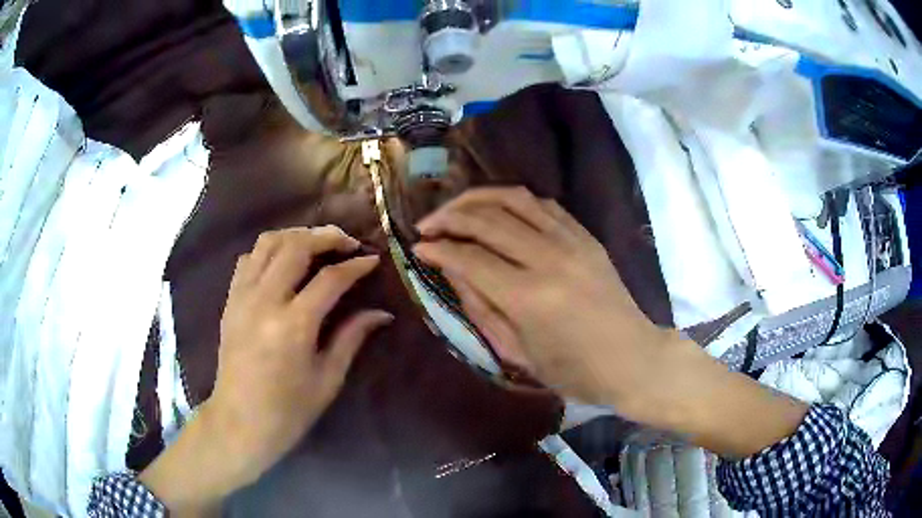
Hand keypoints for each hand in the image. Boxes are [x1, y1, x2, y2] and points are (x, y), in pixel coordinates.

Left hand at [141, 226, 390, 513]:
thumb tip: (381, 313)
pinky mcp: (230, 301)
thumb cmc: (289, 410)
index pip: (330, 279)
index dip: (356, 266)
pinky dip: (269, 250)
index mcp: (294, 326)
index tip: (373, 260)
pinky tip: (283, 262)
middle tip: (348, 242)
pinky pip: (248, 259)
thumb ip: (352, 337)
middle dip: (327, 236)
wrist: (239, 422)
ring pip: (268, 243)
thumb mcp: (327, 379)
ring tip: (316, 244)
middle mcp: (265, 301)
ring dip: (296, 235)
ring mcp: (242, 297)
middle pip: (296, 246)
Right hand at [413, 187, 671, 410]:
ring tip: (455, 208)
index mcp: (529, 298)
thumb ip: (481, 309)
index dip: (438, 250)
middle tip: (427, 224)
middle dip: (449, 217)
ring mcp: (572, 242)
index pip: (470, 258)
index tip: (419, 248)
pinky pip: (544, 204)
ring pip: (515, 199)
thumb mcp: (517, 353)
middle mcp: (549, 259)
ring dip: (477, 198)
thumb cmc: (573, 372)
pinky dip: (513, 200)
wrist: (633, 360)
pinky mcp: (587, 236)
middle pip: (488, 220)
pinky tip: (497, 209)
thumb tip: (452, 272)